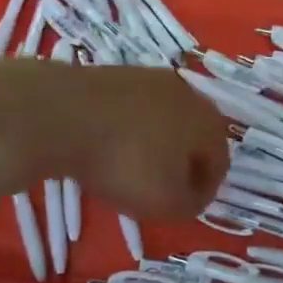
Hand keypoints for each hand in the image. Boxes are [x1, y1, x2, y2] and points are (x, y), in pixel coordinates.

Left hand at [40, 63, 229, 218]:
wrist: (62, 115)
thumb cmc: (125, 163)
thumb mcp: (167, 204)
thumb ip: (191, 204)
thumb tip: (193, 194)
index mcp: (208, 121)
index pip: (220, 161)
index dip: (205, 190)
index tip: (183, 208)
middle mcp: (187, 92)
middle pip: (193, 136)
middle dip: (181, 164)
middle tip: (160, 189)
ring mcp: (149, 78)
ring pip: (162, 120)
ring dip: (154, 145)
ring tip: (129, 168)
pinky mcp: (116, 74)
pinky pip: (132, 110)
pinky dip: (127, 130)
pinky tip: (107, 146)